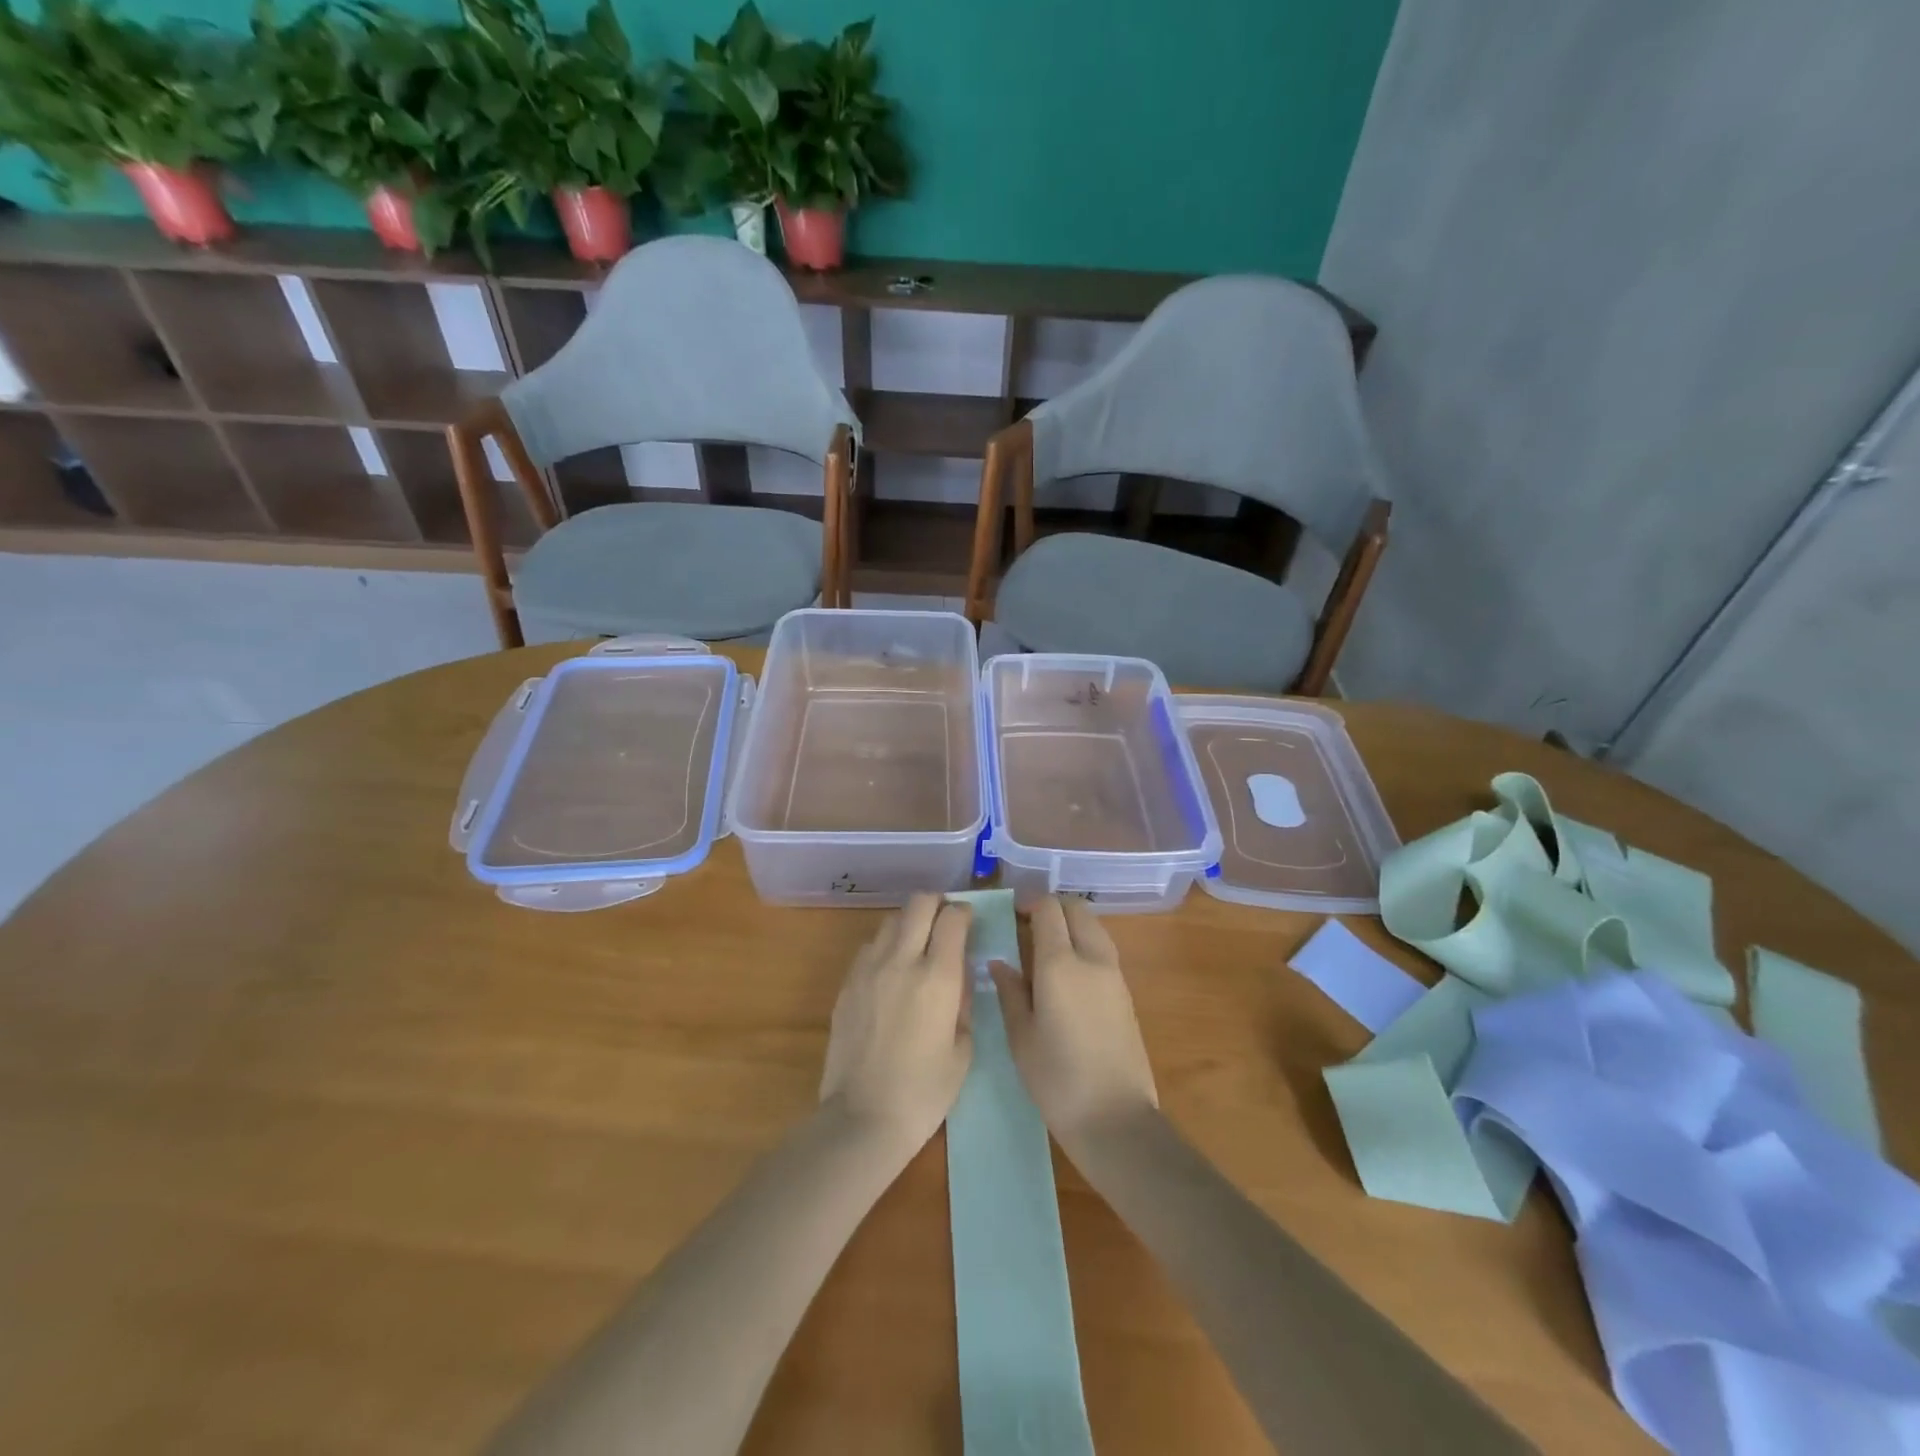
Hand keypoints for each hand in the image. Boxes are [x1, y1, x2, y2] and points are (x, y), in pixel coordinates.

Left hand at [820, 895, 973, 1156]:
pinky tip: (891, 972)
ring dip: (909, 923)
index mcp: (937, 977)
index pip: (953, 918)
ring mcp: (869, 969)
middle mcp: (902, 960)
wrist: (862, 1118)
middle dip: (937, 904)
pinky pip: (870, 947)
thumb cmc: (924, 1092)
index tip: (969, 923)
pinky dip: (886, 946)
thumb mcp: (962, 1050)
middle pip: (919, 903)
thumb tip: (957, 979)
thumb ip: (962, 1004)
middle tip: (945, 922)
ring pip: (891, 920)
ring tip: (917, 946)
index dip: (965, 913)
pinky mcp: (847, 983)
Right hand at [992, 897, 1157, 1149]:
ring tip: (1045, 949)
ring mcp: (1114, 975)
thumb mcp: (1021, 1037)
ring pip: (1094, 926)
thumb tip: (1000, 963)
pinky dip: (1085, 944)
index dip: (1028, 903)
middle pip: (1076, 909)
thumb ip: (1010, 992)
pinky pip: (1103, 950)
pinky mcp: (1126, 993)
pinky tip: (1067, 973)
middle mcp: (1091, 958)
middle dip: (1052, 907)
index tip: (1011, 915)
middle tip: (1027, 926)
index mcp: (1059, 964)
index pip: (1048, 909)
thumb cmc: (1057, 1080)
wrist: (1116, 1119)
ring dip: (1071, 924)